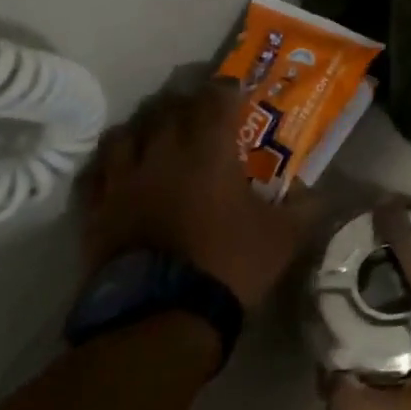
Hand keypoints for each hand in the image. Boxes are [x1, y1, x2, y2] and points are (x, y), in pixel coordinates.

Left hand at [79, 78, 321, 309]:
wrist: (159, 320)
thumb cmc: (228, 266)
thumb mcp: (283, 237)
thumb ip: (304, 207)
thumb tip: (315, 192)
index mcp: (209, 149)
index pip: (215, 98)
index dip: (227, 89)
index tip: (237, 93)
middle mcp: (162, 152)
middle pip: (169, 107)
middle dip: (187, 103)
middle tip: (201, 112)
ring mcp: (123, 180)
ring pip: (126, 132)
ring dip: (145, 127)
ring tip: (157, 134)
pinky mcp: (95, 210)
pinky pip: (96, 171)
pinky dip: (109, 162)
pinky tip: (119, 169)